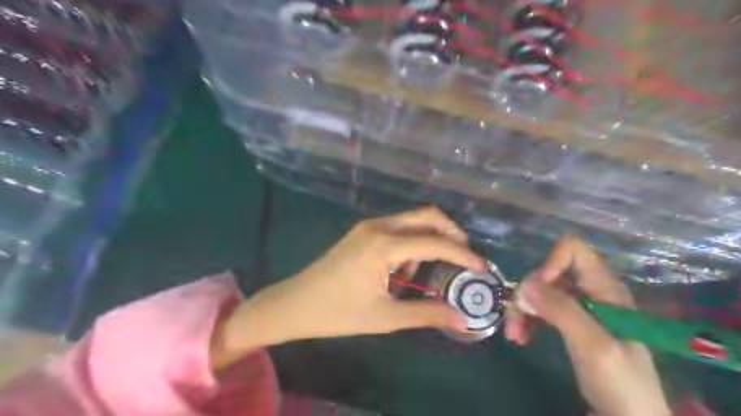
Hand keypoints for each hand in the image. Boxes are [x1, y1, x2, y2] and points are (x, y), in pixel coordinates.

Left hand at [212, 207, 483, 368]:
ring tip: (425, 275)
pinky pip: (398, 228)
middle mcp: (379, 225)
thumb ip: (426, 314)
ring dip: (429, 240)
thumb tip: (461, 319)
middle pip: (427, 215)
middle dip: (451, 234)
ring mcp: (369, 225)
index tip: (483, 268)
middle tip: (464, 259)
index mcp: (384, 244)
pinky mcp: (364, 231)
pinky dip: (411, 244)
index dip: (463, 255)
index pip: (435, 242)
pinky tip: (402, 272)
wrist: (296, 303)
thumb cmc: (338, 312)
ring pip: (413, 221)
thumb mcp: (386, 317)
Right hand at [510, 237, 672, 415]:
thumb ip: (563, 311)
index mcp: (604, 288)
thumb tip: (525, 284)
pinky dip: (526, 319)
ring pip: (540, 291)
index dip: (550, 263)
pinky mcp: (569, 321)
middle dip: (527, 294)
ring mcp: (579, 306)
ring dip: (522, 309)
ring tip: (513, 334)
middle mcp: (590, 291)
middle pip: (548, 273)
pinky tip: (520, 337)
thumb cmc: (621, 383)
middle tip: (516, 321)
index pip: (574, 250)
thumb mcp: (594, 346)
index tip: (537, 291)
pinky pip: (540, 309)